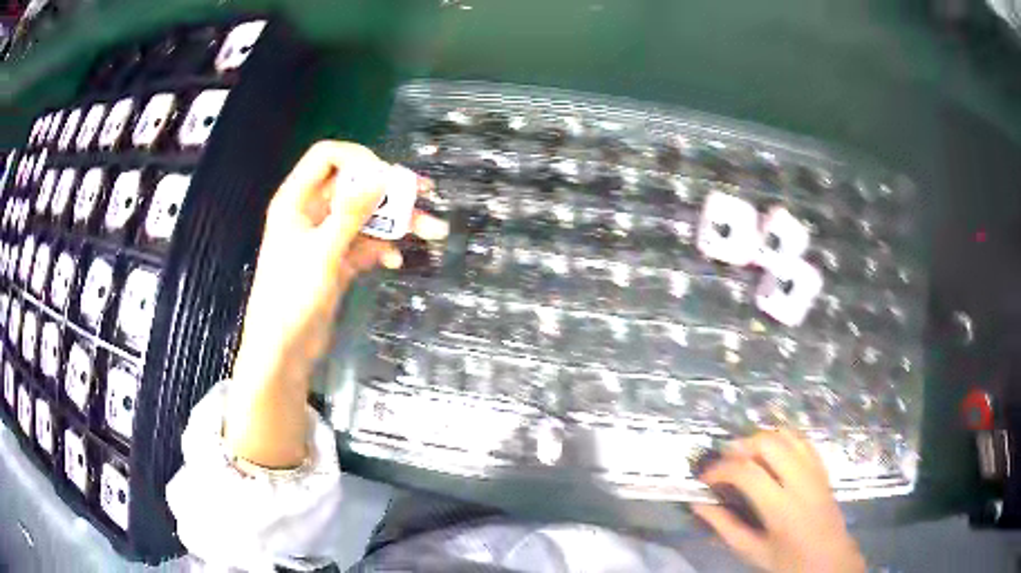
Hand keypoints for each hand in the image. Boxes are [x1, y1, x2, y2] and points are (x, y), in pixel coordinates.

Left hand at [227, 141, 447, 467]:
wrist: (283, 350)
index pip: (327, 157)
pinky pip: (364, 243)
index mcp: (297, 200)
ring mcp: (324, 238)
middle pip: (353, 186)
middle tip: (425, 195)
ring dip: (394, 222)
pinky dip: (381, 248)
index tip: (386, 176)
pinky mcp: (336, 261)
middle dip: (388, 192)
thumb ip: (352, 212)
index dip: (358, 159)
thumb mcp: (323, 251)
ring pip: (364, 217)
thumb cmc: (292, 297)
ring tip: (431, 231)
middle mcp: (311, 212)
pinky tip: (393, 261)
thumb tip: (382, 175)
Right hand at [692, 430, 865, 572]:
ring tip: (744, 455)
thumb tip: (699, 506)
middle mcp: (800, 481)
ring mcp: (814, 470)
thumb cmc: (787, 561)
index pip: (747, 473)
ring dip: (761, 439)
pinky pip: (802, 440)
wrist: (829, 558)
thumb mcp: (752, 551)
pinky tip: (770, 453)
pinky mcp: (822, 467)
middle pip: (768, 443)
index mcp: (781, 507)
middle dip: (740, 446)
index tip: (705, 478)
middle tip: (724, 462)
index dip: (721, 470)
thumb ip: (725, 527)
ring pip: (786, 435)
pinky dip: (782, 439)